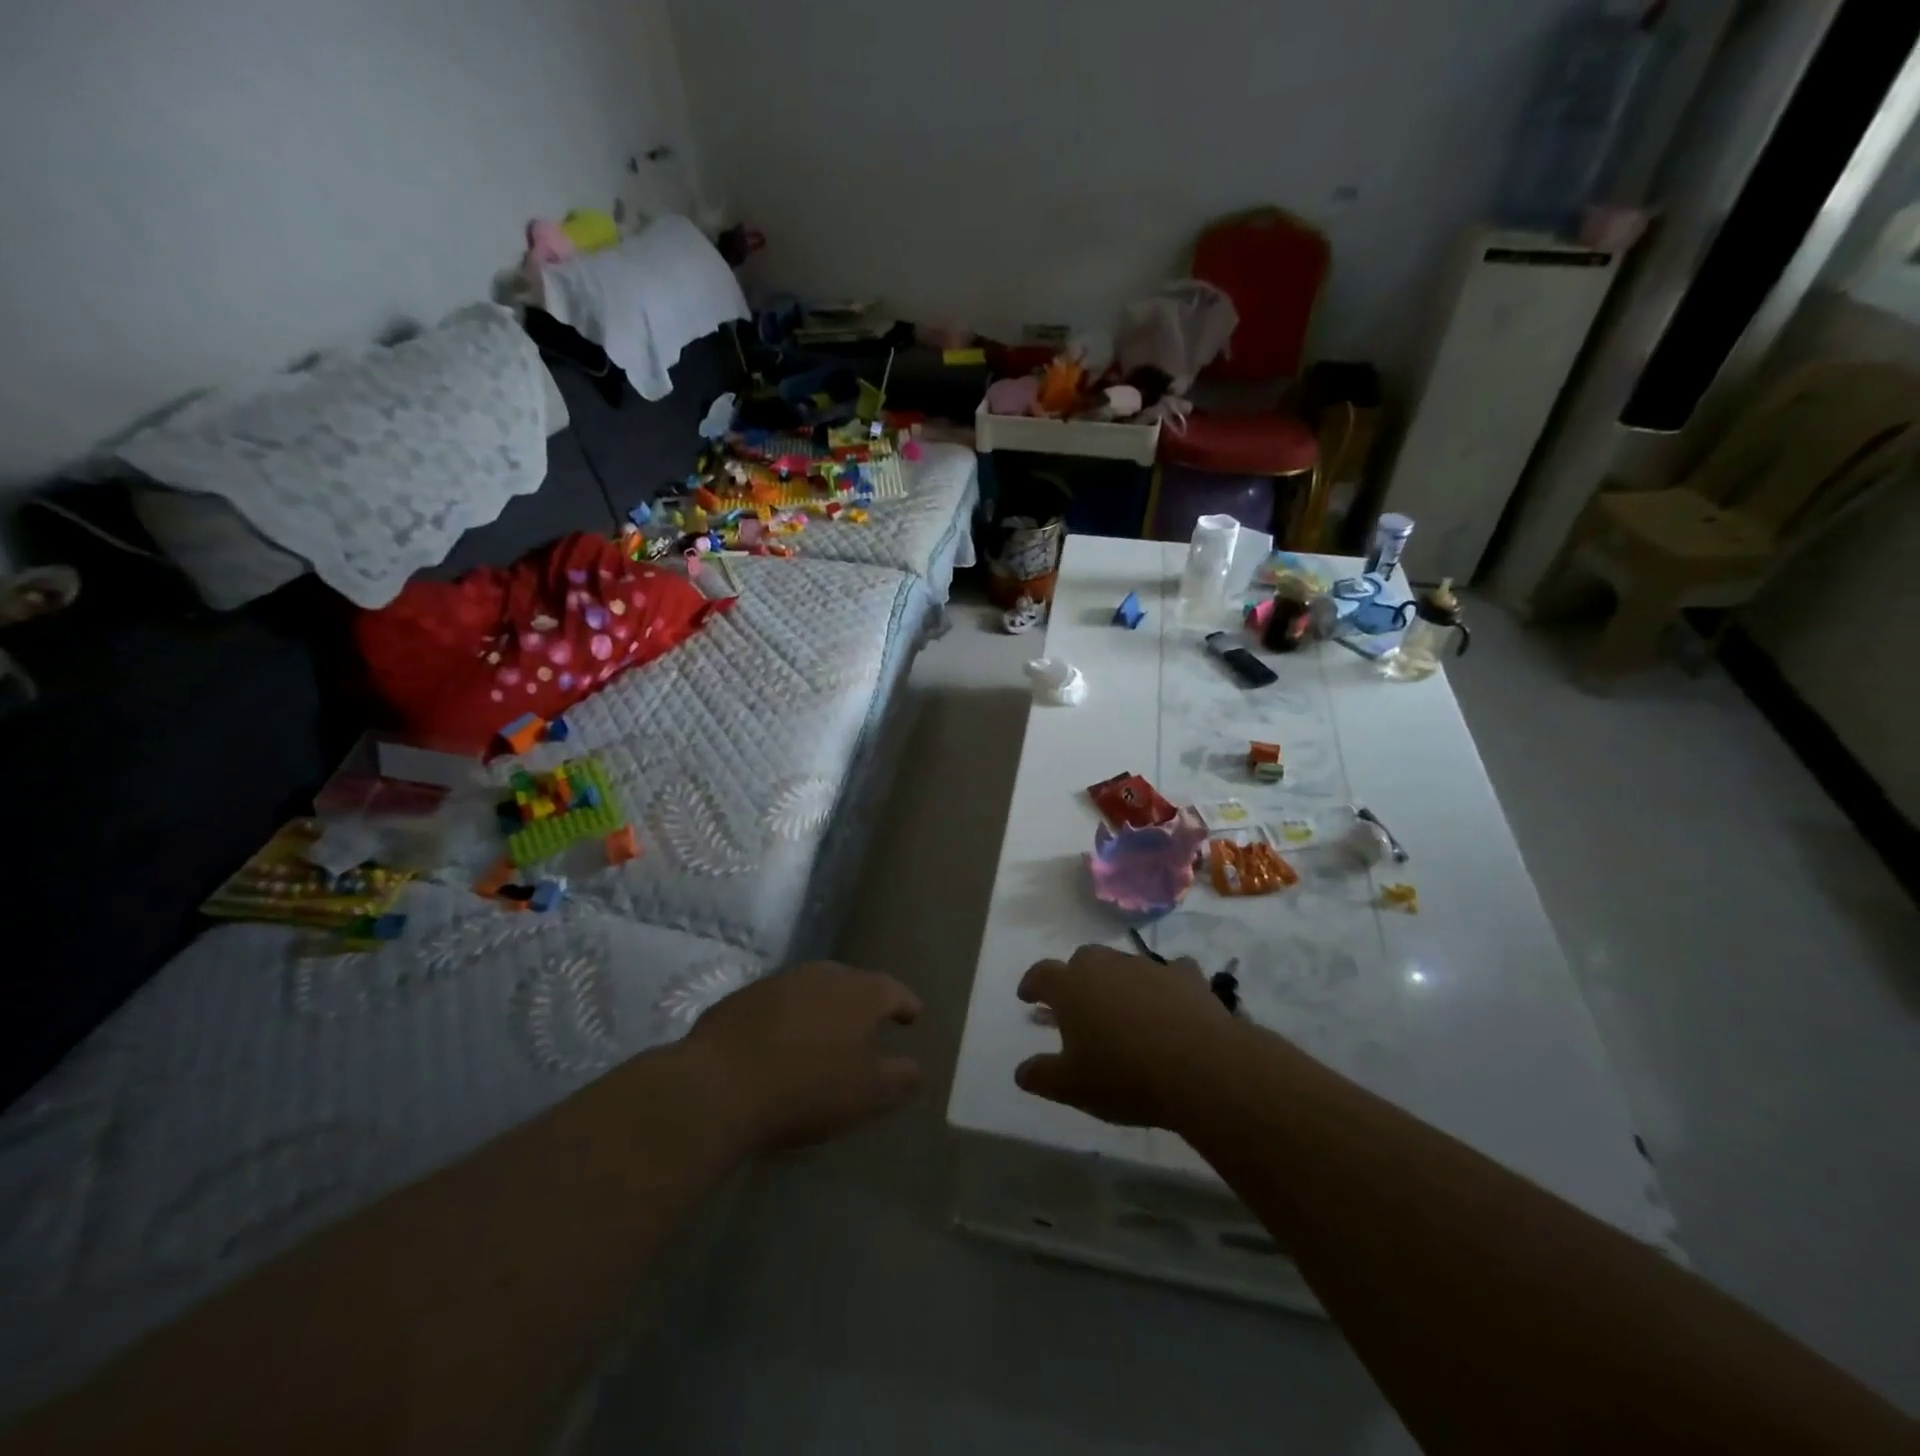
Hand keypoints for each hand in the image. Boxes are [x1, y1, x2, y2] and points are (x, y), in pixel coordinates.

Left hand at [682, 962, 923, 1151]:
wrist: (719, 1085)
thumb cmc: (807, 1089)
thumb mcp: (867, 1096)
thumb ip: (901, 1079)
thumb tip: (916, 1068)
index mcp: (861, 992)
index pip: (894, 991)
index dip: (906, 1005)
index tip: (913, 1017)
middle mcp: (824, 974)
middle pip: (853, 985)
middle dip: (864, 1005)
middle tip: (869, 1029)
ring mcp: (781, 981)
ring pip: (815, 991)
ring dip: (824, 1010)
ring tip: (824, 1036)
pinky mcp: (744, 996)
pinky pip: (780, 1004)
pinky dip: (789, 1019)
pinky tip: (782, 1044)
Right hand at [1015, 944, 1234, 1128]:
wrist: (1200, 1068)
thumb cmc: (1125, 1076)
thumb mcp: (1073, 1087)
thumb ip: (1042, 1076)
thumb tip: (1021, 1071)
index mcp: (1071, 987)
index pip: (1042, 974)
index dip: (1032, 984)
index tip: (1027, 996)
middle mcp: (1106, 965)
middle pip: (1083, 960)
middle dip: (1076, 978)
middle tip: (1077, 1004)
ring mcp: (1148, 966)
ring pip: (1124, 964)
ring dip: (1118, 981)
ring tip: (1123, 1010)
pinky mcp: (1186, 976)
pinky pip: (1169, 973)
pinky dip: (1164, 985)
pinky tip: (1170, 1003)